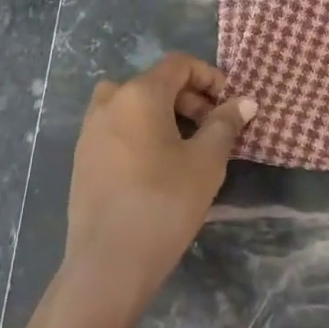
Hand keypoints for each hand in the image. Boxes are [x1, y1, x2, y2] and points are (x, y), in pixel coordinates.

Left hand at [59, 53, 254, 327]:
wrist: (108, 263)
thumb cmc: (163, 204)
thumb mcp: (205, 163)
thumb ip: (225, 125)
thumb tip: (245, 101)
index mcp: (139, 93)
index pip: (178, 64)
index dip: (208, 76)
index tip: (229, 104)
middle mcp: (110, 101)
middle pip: (156, 82)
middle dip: (190, 99)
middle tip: (214, 130)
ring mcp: (91, 128)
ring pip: (134, 105)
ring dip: (165, 115)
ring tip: (188, 148)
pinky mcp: (83, 156)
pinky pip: (118, 127)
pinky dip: (142, 131)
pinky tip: (158, 167)